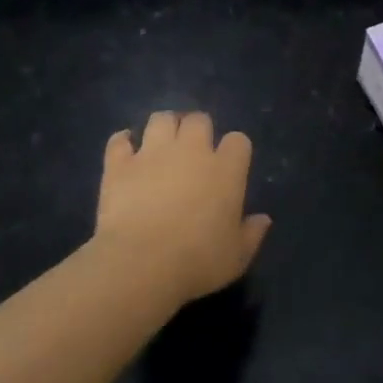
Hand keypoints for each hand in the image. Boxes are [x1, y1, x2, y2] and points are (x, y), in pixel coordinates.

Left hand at [92, 111, 271, 305]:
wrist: (142, 263)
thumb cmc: (198, 261)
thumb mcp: (237, 257)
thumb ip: (252, 234)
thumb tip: (263, 219)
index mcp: (226, 170)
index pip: (238, 141)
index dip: (235, 150)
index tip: (230, 166)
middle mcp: (191, 151)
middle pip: (199, 120)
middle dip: (198, 129)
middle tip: (193, 151)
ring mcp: (152, 154)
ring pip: (161, 119)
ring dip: (164, 127)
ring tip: (162, 144)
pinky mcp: (120, 164)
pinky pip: (120, 140)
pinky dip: (123, 142)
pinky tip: (125, 150)